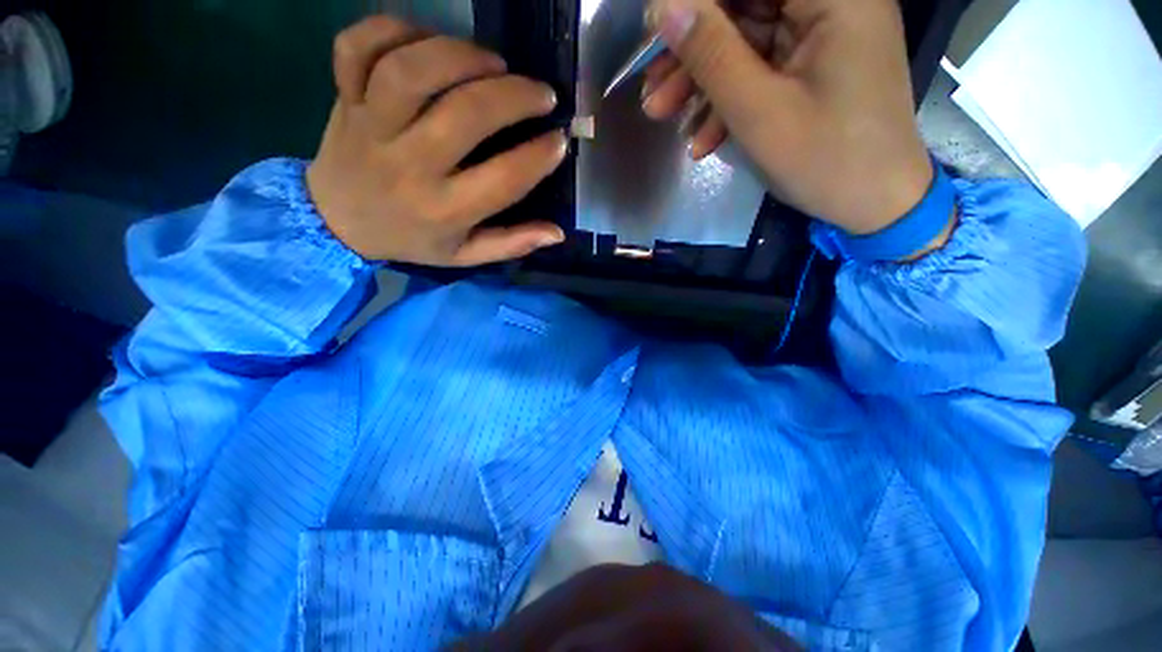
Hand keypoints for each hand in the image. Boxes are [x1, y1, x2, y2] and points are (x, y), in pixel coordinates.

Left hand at [307, 17, 568, 264]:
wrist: (338, 221)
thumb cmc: (412, 239)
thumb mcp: (464, 256)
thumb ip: (511, 244)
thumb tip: (557, 233)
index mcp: (444, 210)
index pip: (503, 179)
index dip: (540, 156)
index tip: (560, 139)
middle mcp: (409, 166)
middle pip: (465, 114)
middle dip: (515, 97)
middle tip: (542, 93)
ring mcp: (371, 126)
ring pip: (412, 71)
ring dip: (462, 55)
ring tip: (494, 62)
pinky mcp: (344, 97)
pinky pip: (358, 46)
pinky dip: (395, 29)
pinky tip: (430, 42)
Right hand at [642, 0, 933, 234]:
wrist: (875, 205)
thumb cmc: (825, 159)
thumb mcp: (759, 111)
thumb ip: (712, 55)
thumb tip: (667, 7)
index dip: (697, 4)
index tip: (655, 30)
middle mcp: (830, 4)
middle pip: (745, 7)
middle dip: (692, 47)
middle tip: (650, 84)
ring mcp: (821, 38)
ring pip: (745, 41)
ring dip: (700, 79)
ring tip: (660, 112)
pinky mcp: (811, 69)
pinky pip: (760, 71)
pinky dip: (727, 99)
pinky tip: (700, 137)